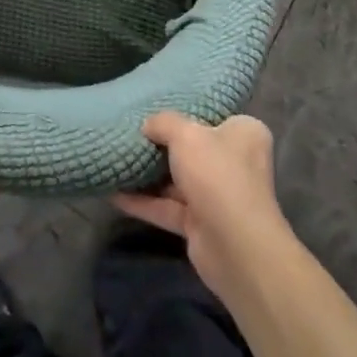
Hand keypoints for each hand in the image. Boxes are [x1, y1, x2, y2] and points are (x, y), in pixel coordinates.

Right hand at [114, 112, 296, 305]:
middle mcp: (236, 164)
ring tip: (116, 159)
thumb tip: (148, 125)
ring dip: (149, 174)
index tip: (158, 109)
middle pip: (193, 148)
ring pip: (177, 180)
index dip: (187, 112)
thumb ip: (163, 122)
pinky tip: (113, 193)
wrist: (235, 247)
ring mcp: (218, 196)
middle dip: (162, 145)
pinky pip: (167, 207)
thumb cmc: (217, 175)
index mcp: (243, 135)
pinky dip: (143, 202)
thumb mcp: (185, 134)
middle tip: (130, 132)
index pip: (214, 117)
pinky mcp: (201, 224)